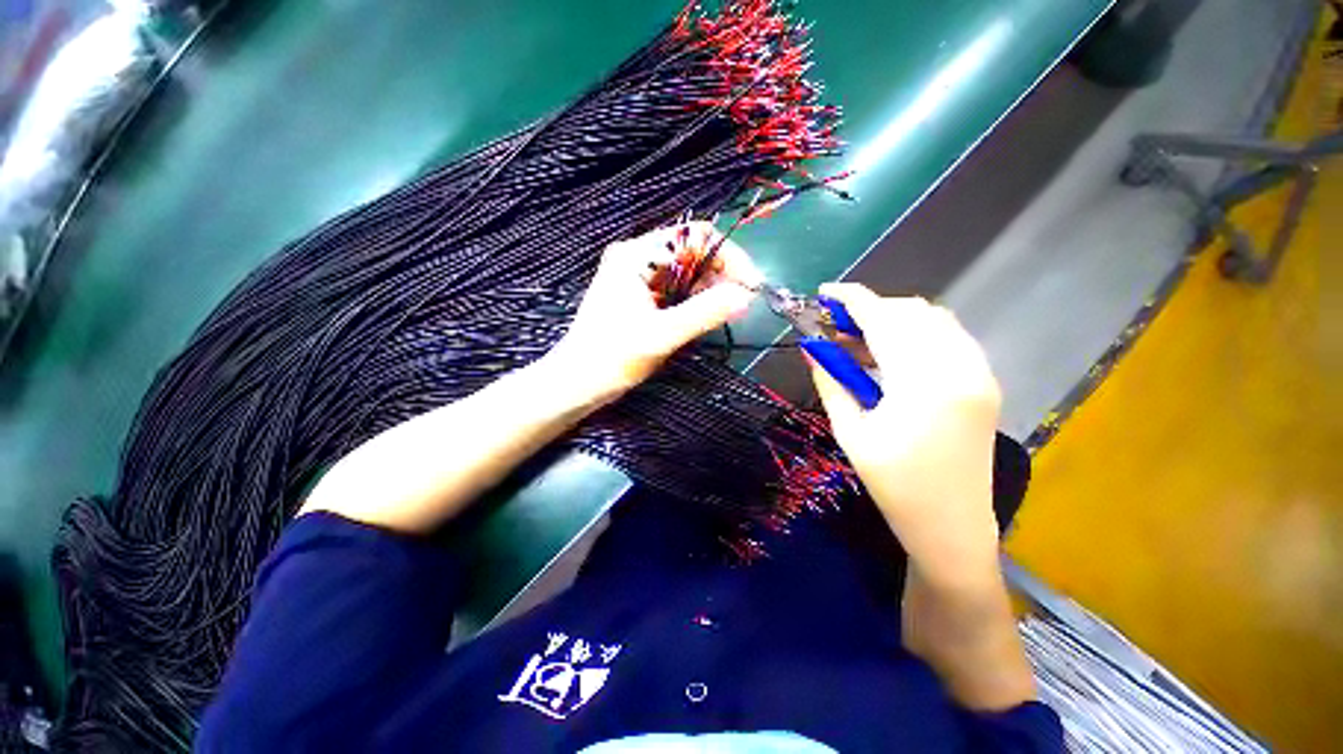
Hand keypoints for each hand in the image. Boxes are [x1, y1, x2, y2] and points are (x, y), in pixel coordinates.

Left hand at [547, 222, 760, 404]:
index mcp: (637, 255)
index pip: (694, 236)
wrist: (576, 383)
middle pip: (691, 252)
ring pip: (685, 271)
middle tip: (741, 304)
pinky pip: (675, 288)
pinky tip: (705, 316)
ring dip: (709, 288)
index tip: (749, 286)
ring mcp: (636, 276)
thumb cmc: (612, 358)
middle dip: (721, 274)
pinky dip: (694, 299)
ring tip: (726, 312)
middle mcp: (637, 257)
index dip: (728, 256)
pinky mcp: (638, 295)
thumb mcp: (661, 336)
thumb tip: (745, 296)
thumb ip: (704, 313)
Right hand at [808, 283, 1003, 586]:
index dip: (852, 299)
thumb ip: (830, 381)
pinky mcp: (984, 381)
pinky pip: (949, 336)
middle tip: (838, 327)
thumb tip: (812, 347)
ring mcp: (979, 373)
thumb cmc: (893, 485)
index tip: (824, 292)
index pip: (884, 319)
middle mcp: (960, 367)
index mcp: (923, 384)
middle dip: (870, 309)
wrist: (952, 525)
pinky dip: (917, 332)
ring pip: (933, 319)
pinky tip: (893, 353)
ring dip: (894, 319)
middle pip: (911, 312)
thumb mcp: (850, 431)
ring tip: (861, 340)